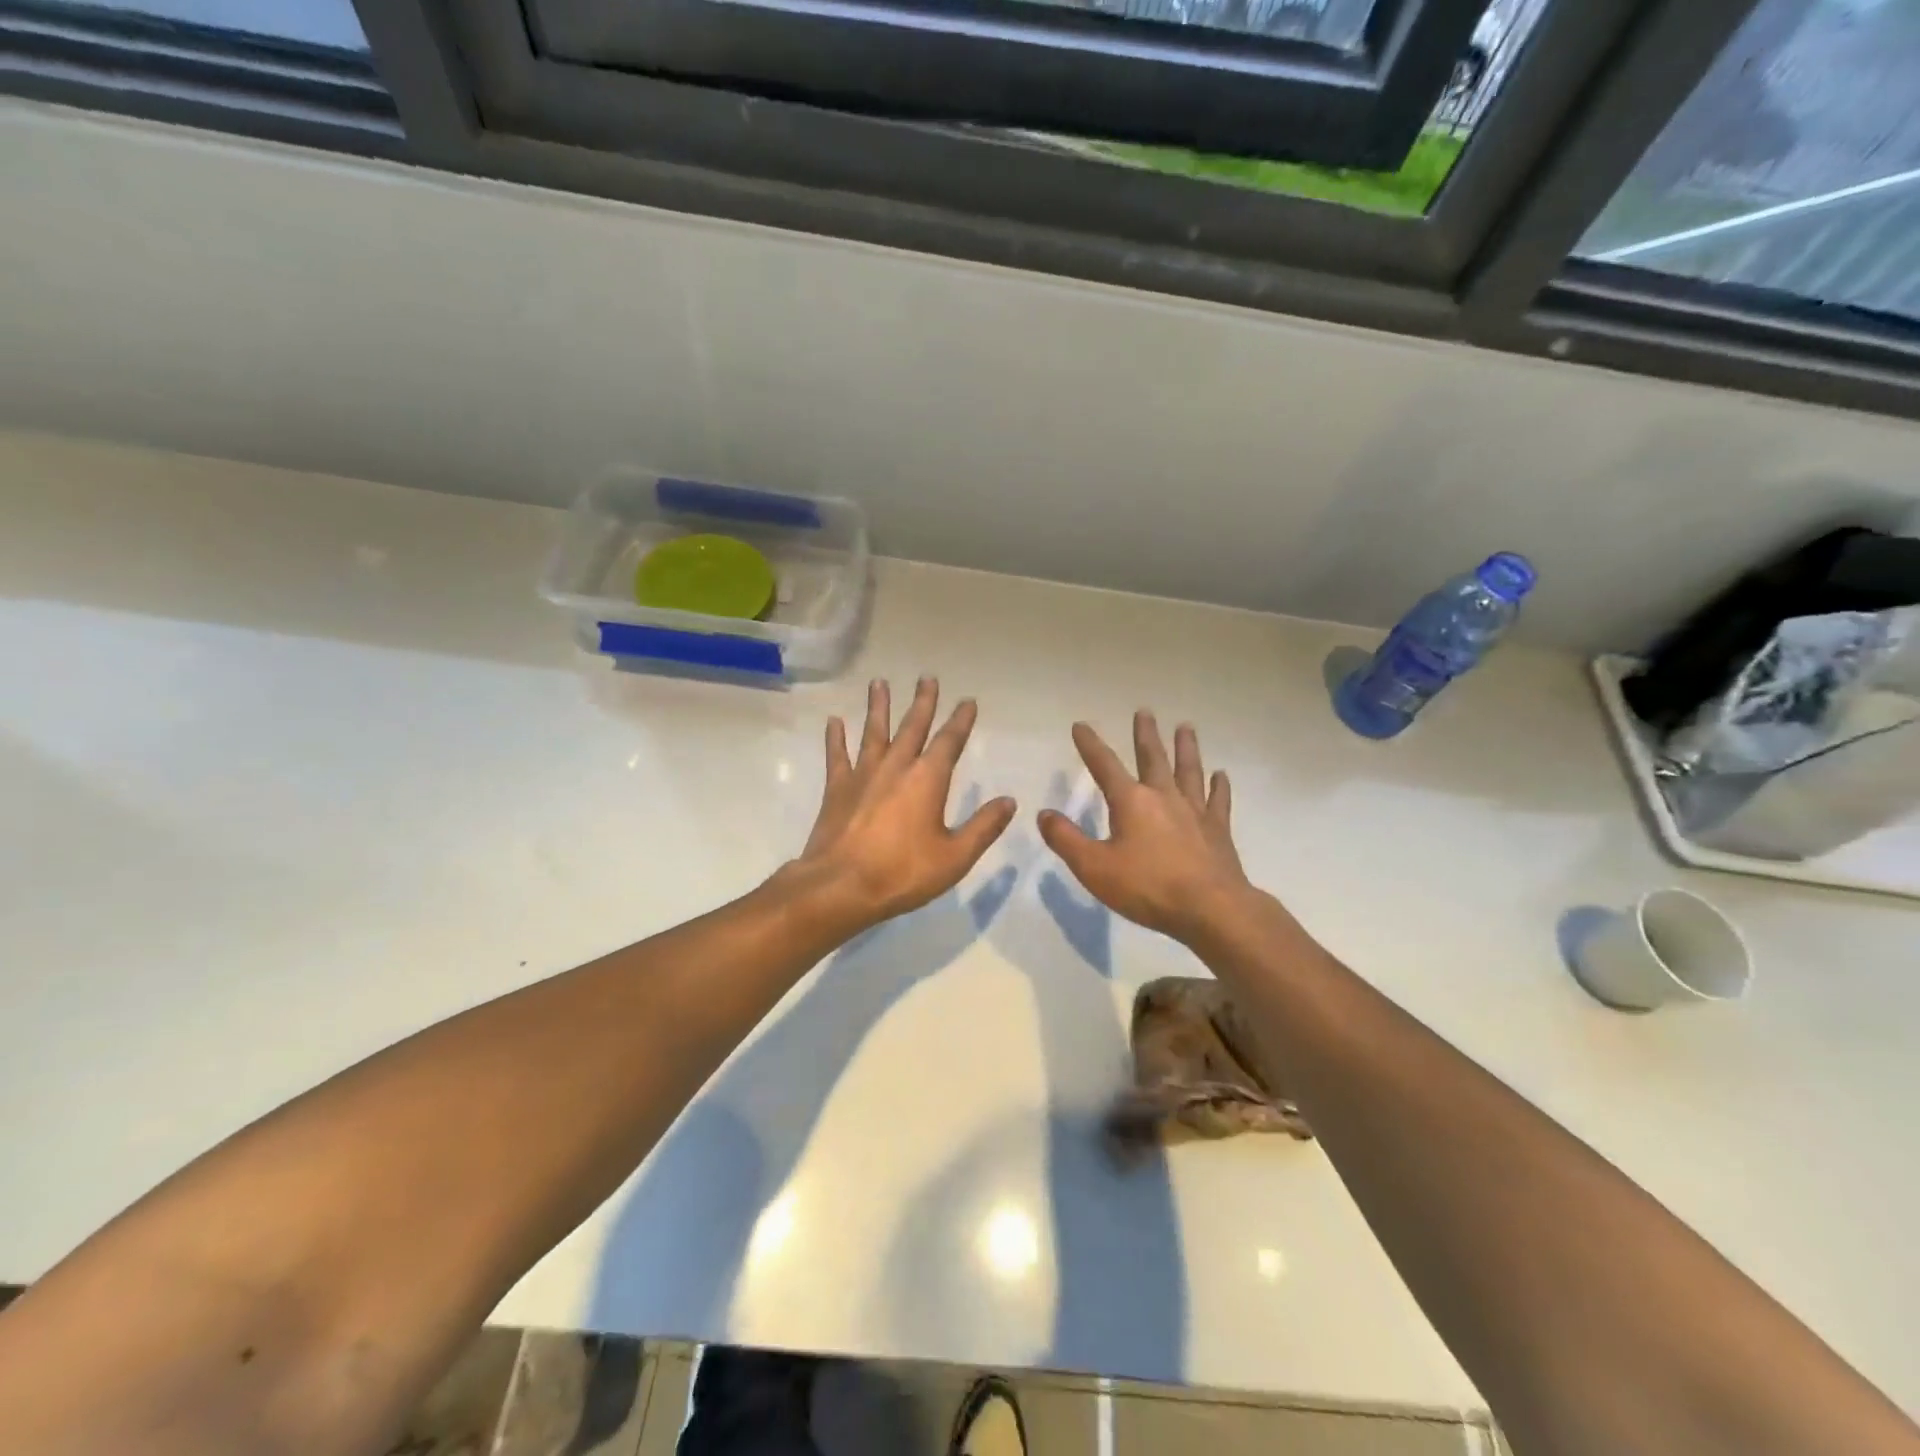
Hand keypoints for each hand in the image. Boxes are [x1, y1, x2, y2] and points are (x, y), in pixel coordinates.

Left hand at [786, 678, 1016, 932]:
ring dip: (879, 706)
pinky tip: (834, 721)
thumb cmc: (903, 872)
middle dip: (923, 702)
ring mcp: (863, 774)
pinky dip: (836, 738)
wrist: (841, 886)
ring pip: (874, 732)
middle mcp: (896, 766)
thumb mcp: (955, 857)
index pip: (949, 741)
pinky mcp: (837, 788)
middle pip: (912, 726)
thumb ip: (984, 827)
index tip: (967, 701)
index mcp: (928, 779)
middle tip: (927, 678)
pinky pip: (837, 755)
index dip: (960, 720)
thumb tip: (1009, 801)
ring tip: (879, 682)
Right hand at [1039, 713, 1252, 944]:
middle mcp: (1164, 797)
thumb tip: (1044, 814)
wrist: (1210, 909)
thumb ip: (1066, 839)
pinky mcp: (1218, 830)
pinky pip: (1218, 801)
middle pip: (1153, 757)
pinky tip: (1221, 775)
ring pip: (1189, 770)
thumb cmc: (1147, 887)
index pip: (1104, 765)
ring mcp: (1195, 811)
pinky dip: (1219, 786)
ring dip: (1186, 748)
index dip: (1090, 745)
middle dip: (1145, 734)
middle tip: (1145, 711)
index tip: (1081, 725)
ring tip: (1186, 727)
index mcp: (1131, 802)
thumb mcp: (1094, 867)